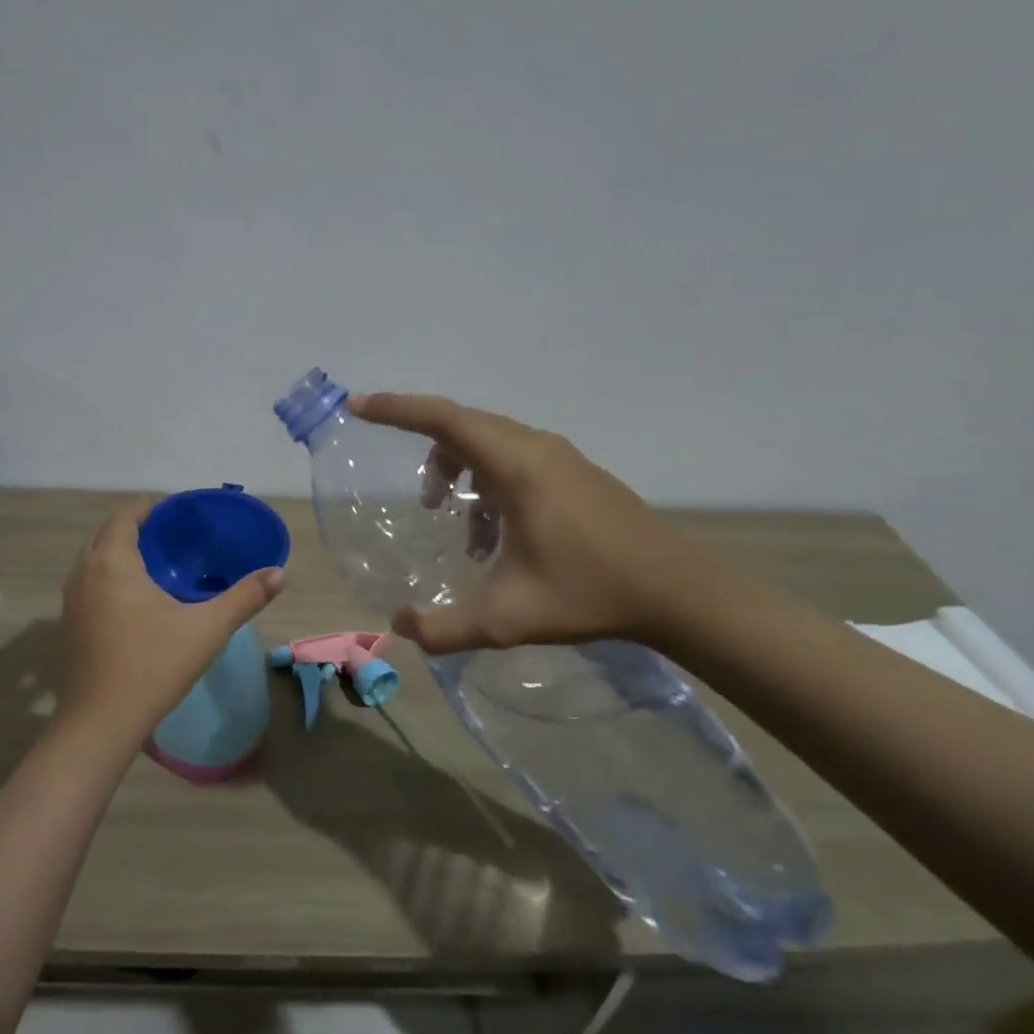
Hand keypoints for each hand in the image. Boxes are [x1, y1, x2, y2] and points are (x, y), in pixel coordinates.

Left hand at [57, 498, 286, 736]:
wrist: (101, 722)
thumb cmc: (153, 666)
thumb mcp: (207, 629)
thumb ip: (244, 597)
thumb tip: (279, 573)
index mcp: (112, 563)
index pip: (125, 516)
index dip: (150, 507)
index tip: (178, 511)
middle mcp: (84, 573)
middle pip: (106, 533)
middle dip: (135, 527)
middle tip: (172, 535)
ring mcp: (71, 600)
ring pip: (93, 559)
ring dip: (119, 551)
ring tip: (156, 561)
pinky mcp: (69, 624)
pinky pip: (88, 582)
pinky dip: (109, 575)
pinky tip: (135, 598)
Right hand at [349, 393, 718, 653]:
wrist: (677, 591)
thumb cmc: (590, 591)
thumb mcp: (507, 618)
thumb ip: (444, 627)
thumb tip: (398, 625)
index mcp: (515, 465)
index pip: (442, 418)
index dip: (395, 408)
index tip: (356, 406)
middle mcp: (535, 448)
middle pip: (462, 425)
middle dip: (425, 450)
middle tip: (407, 488)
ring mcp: (558, 458)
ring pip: (488, 443)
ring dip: (457, 470)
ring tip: (447, 518)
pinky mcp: (573, 474)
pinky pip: (512, 460)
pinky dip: (485, 483)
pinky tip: (489, 536)